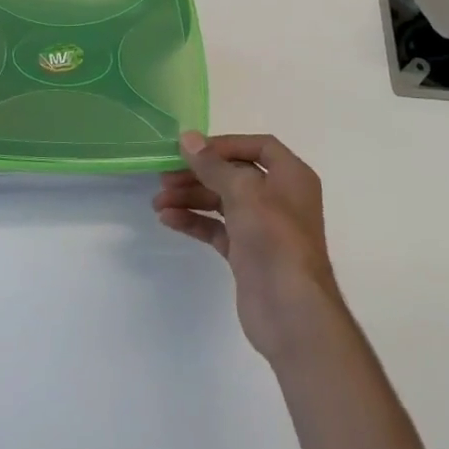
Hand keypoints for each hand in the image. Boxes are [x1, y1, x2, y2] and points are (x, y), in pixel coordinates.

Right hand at [153, 132, 344, 361]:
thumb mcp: (244, 192)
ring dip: (191, 198)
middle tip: (164, 177)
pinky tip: (168, 219)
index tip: (192, 150)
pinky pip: (217, 229)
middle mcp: (279, 198)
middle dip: (199, 174)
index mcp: (291, 176)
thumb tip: (188, 138)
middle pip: (235, 174)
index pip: (258, 146)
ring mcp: (263, 227)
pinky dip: (194, 222)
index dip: (225, 145)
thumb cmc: (274, 239)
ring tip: (158, 202)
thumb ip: (213, 165)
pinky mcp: (247, 253)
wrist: (290, 310)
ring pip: (222, 202)